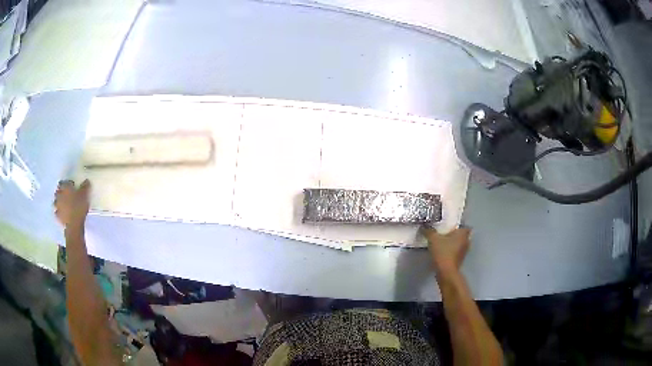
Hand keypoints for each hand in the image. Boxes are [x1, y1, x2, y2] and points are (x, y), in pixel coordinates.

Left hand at [54, 180, 90, 228]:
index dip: (66, 183)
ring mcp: (57, 206)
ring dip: (58, 202)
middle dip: (60, 192)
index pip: (63, 182)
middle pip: (57, 191)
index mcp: (65, 188)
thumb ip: (85, 187)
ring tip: (63, 204)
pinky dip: (59, 212)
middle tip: (66, 195)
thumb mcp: (85, 195)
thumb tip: (86, 180)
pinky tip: (62, 213)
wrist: (74, 224)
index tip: (71, 186)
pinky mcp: (58, 216)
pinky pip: (57, 212)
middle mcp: (59, 195)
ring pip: (55, 202)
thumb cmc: (79, 207)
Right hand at [422, 227, 470, 276]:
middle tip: (445, 233)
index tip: (451, 226)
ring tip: (443, 243)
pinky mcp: (459, 260)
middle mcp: (466, 242)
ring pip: (459, 244)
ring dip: (453, 244)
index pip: (465, 226)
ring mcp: (464, 252)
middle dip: (455, 235)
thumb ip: (429, 231)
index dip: (459, 226)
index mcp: (463, 234)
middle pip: (462, 235)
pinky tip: (443, 252)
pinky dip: (451, 251)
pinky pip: (456, 252)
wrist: (446, 272)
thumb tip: (424, 226)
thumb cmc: (443, 252)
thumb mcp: (433, 239)